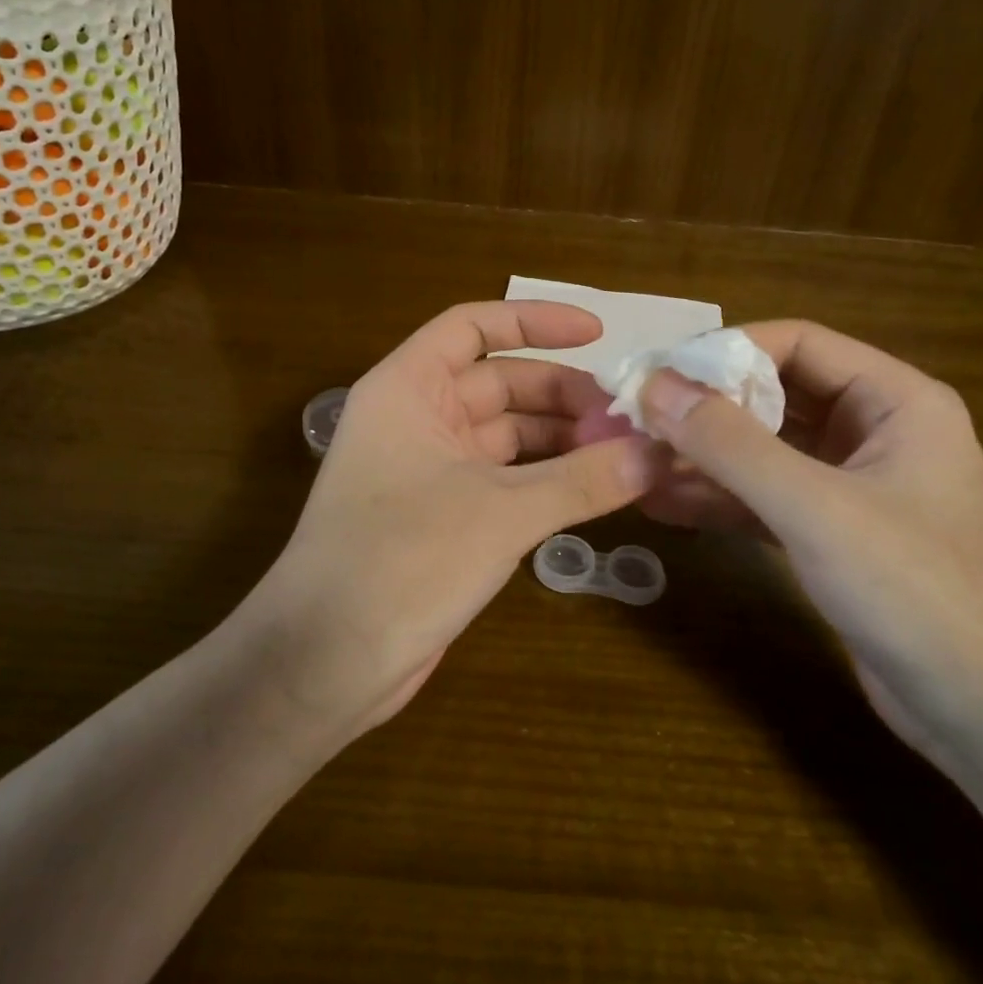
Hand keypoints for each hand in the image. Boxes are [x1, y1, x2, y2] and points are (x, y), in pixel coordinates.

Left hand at [244, 302, 654, 731]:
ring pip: (507, 434)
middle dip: (563, 395)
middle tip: (627, 418)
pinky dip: (547, 480)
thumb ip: (581, 481)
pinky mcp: (443, 516)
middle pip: (500, 382)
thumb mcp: (500, 513)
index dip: (534, 321)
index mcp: (408, 388)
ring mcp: (429, 468)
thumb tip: (658, 454)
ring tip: (623, 454)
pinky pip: (505, 479)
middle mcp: (417, 417)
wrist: (325, 662)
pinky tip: (593, 490)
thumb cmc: (401, 561)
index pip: (473, 326)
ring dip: (561, 440)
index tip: (598, 334)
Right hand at [601, 321, 982, 774]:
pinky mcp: (830, 535)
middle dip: (704, 407)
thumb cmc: (918, 592)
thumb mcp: (815, 508)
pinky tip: (661, 503)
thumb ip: (730, 444)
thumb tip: (652, 385)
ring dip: (702, 456)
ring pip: (762, 450)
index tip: (658, 375)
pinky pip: (763, 498)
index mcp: (894, 400)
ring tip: (634, 461)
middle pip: (773, 394)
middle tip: (634, 419)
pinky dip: (717, 499)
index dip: (725, 351)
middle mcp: (872, 431)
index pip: (796, 342)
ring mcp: (849, 486)